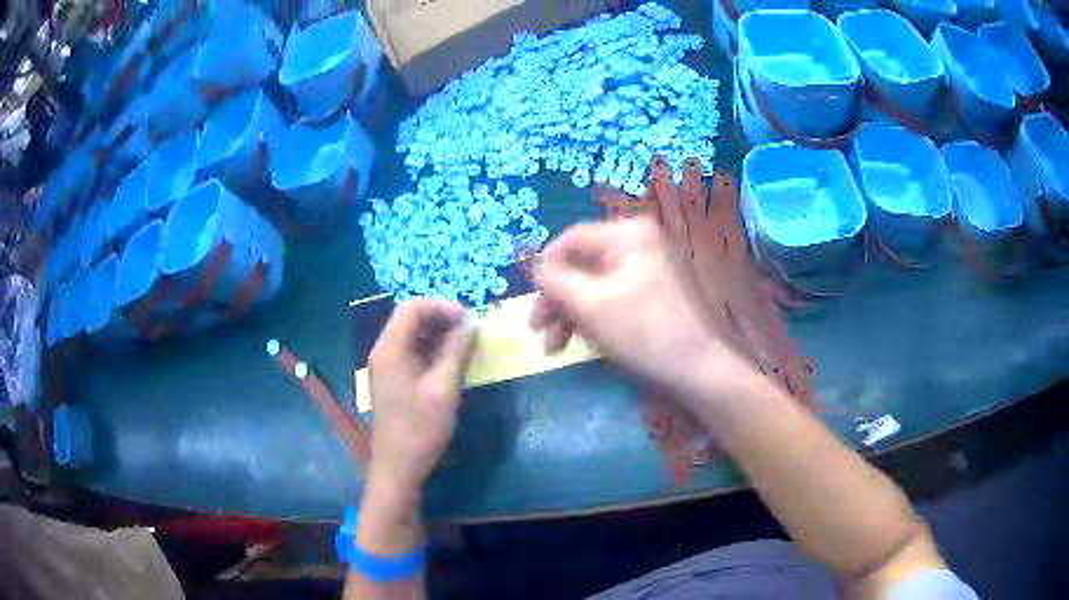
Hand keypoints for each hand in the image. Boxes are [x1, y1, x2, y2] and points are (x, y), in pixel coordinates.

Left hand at [366, 299, 475, 509]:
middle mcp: (383, 352)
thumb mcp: (444, 389)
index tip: (469, 320)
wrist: (397, 468)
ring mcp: (386, 367)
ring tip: (465, 346)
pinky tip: (451, 363)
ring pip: (411, 336)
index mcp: (390, 349)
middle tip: (471, 331)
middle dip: (441, 318)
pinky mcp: (392, 381)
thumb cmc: (420, 429)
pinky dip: (431, 351)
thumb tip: (471, 323)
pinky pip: (411, 354)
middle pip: (410, 319)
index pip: (412, 307)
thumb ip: (457, 351)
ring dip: (438, 335)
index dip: (442, 307)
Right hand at [531, 217, 753, 406]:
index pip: (572, 239)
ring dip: (570, 314)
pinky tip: (580, 343)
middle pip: (582, 265)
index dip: (545, 268)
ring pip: (595, 286)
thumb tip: (536, 268)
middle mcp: (640, 244)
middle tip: (536, 330)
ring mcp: (650, 269)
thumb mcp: (590, 304)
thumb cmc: (644, 331)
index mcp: (629, 234)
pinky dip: (593, 318)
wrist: (699, 369)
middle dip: (556, 300)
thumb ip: (556, 280)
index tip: (530, 300)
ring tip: (552, 347)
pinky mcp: (654, 295)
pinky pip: (614, 298)